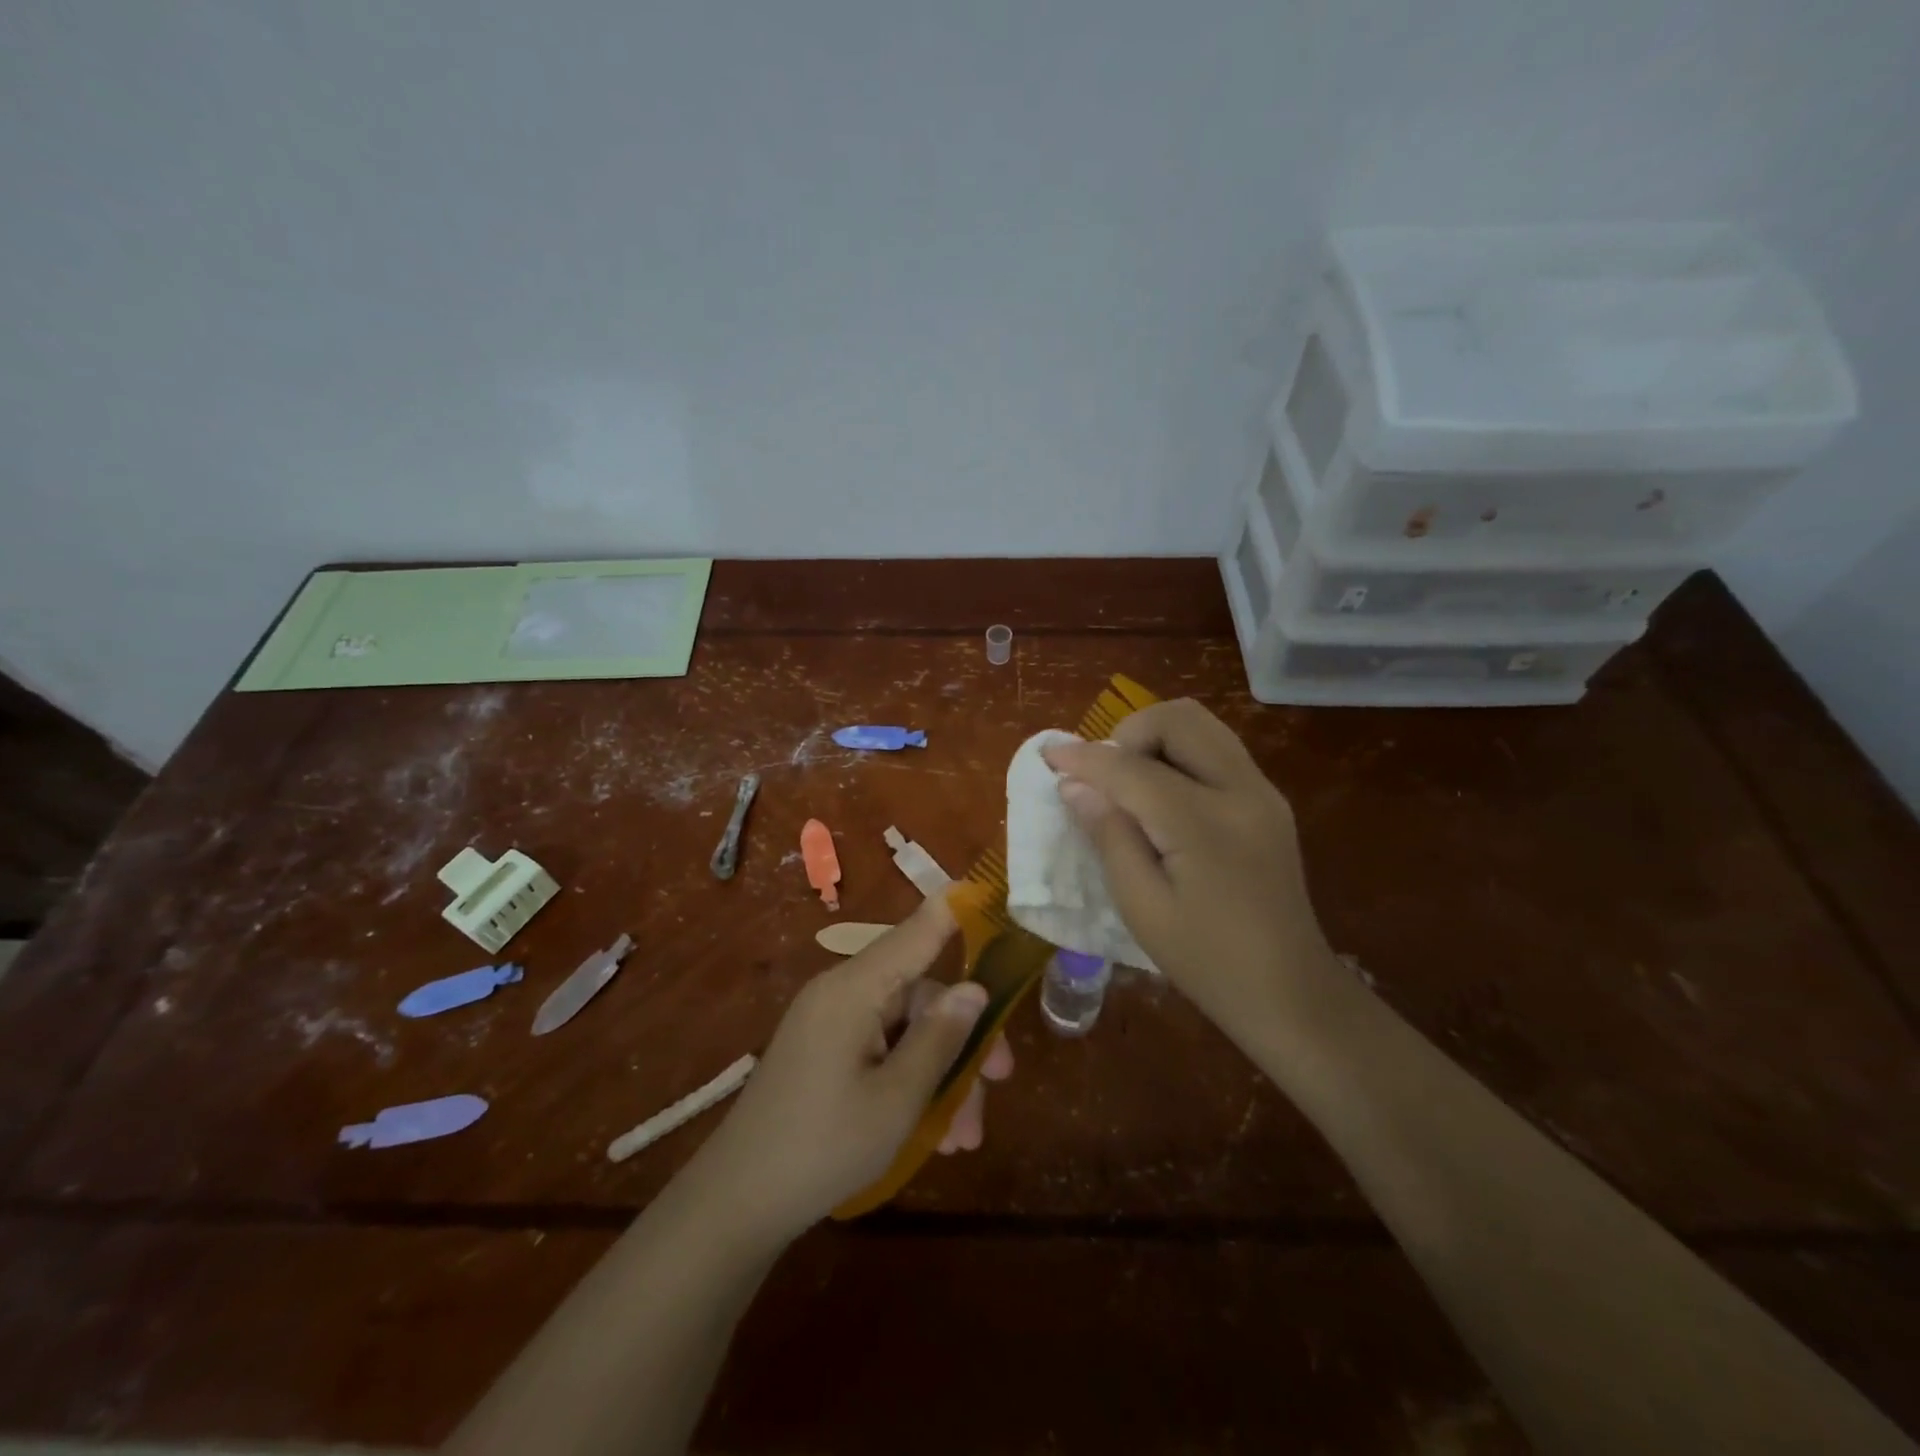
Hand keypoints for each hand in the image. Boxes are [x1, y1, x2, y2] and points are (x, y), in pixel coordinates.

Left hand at [694, 894, 1012, 1245]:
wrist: (736, 1205)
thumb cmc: (823, 1147)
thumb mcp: (898, 1099)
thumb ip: (940, 1038)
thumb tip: (974, 988)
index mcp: (855, 989)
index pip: (917, 931)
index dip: (957, 912)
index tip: (993, 892)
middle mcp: (842, 993)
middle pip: (920, 994)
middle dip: (963, 1039)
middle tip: (1001, 1082)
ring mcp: (830, 1023)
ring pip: (906, 1030)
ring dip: (941, 1074)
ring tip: (962, 1138)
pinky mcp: (824, 1052)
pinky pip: (881, 1049)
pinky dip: (910, 1081)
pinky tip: (933, 1134)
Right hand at [1042, 698, 1332, 1031]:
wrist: (1290, 992)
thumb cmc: (1207, 961)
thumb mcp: (1142, 906)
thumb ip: (1109, 836)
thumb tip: (1074, 785)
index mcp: (1206, 824)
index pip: (1133, 768)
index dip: (1084, 758)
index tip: (1050, 756)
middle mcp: (1242, 790)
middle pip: (1179, 719)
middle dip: (1128, 733)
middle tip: (1104, 776)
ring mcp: (1262, 792)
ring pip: (1201, 725)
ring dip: (1155, 738)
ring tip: (1128, 782)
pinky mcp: (1268, 801)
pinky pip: (1216, 750)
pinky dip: (1178, 754)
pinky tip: (1160, 797)